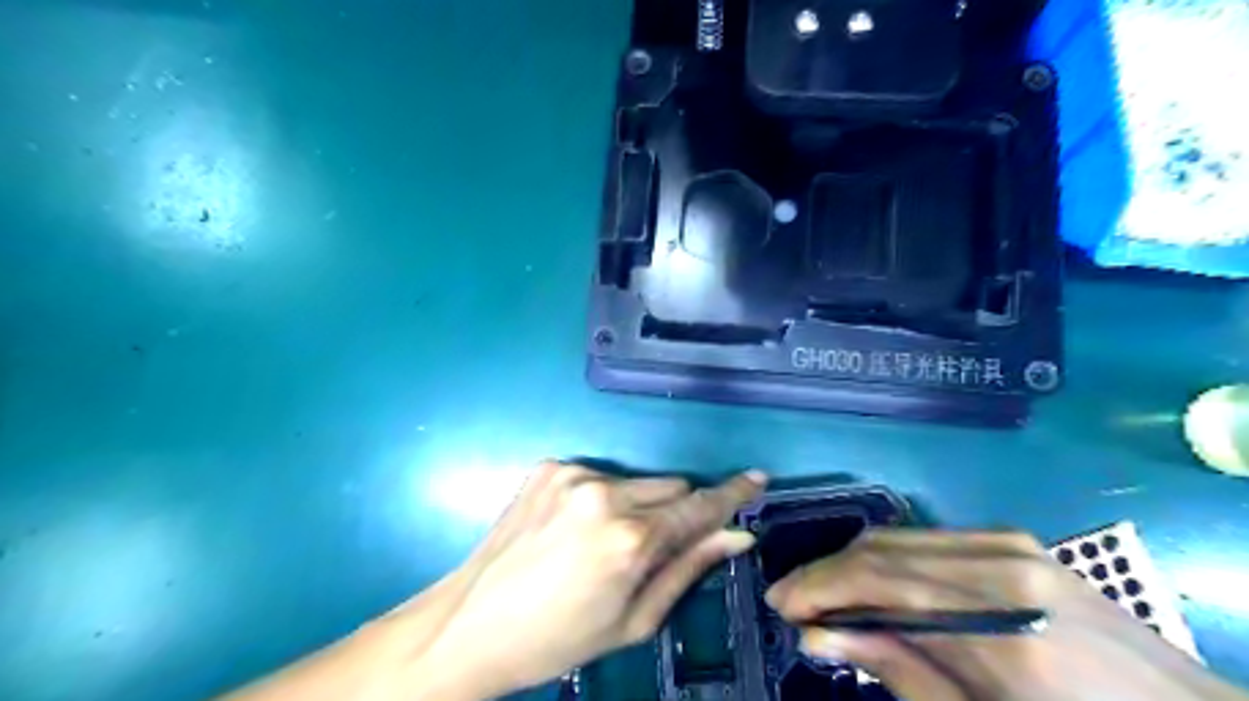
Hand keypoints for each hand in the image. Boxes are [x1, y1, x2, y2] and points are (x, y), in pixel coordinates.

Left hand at [406, 462, 766, 698]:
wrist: (471, 624)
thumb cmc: (559, 638)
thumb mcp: (634, 619)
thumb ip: (689, 568)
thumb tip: (736, 535)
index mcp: (629, 539)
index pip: (698, 506)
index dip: (732, 494)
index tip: (757, 477)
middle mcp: (604, 493)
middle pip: (670, 486)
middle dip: (674, 511)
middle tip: (650, 547)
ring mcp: (573, 474)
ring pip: (636, 480)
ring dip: (636, 504)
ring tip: (601, 542)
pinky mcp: (549, 466)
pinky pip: (599, 475)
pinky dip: (601, 497)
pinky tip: (573, 528)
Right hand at [766, 531, 1241, 700]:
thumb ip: (900, 672)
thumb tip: (818, 637)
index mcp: (1004, 628)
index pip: (880, 584)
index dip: (820, 588)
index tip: (781, 605)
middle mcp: (1001, 567)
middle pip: (882, 551)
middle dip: (826, 573)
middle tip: (790, 599)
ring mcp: (1009, 544)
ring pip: (897, 537)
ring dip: (850, 562)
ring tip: (823, 592)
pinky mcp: (1012, 538)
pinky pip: (925, 538)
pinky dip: (886, 556)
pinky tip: (870, 580)